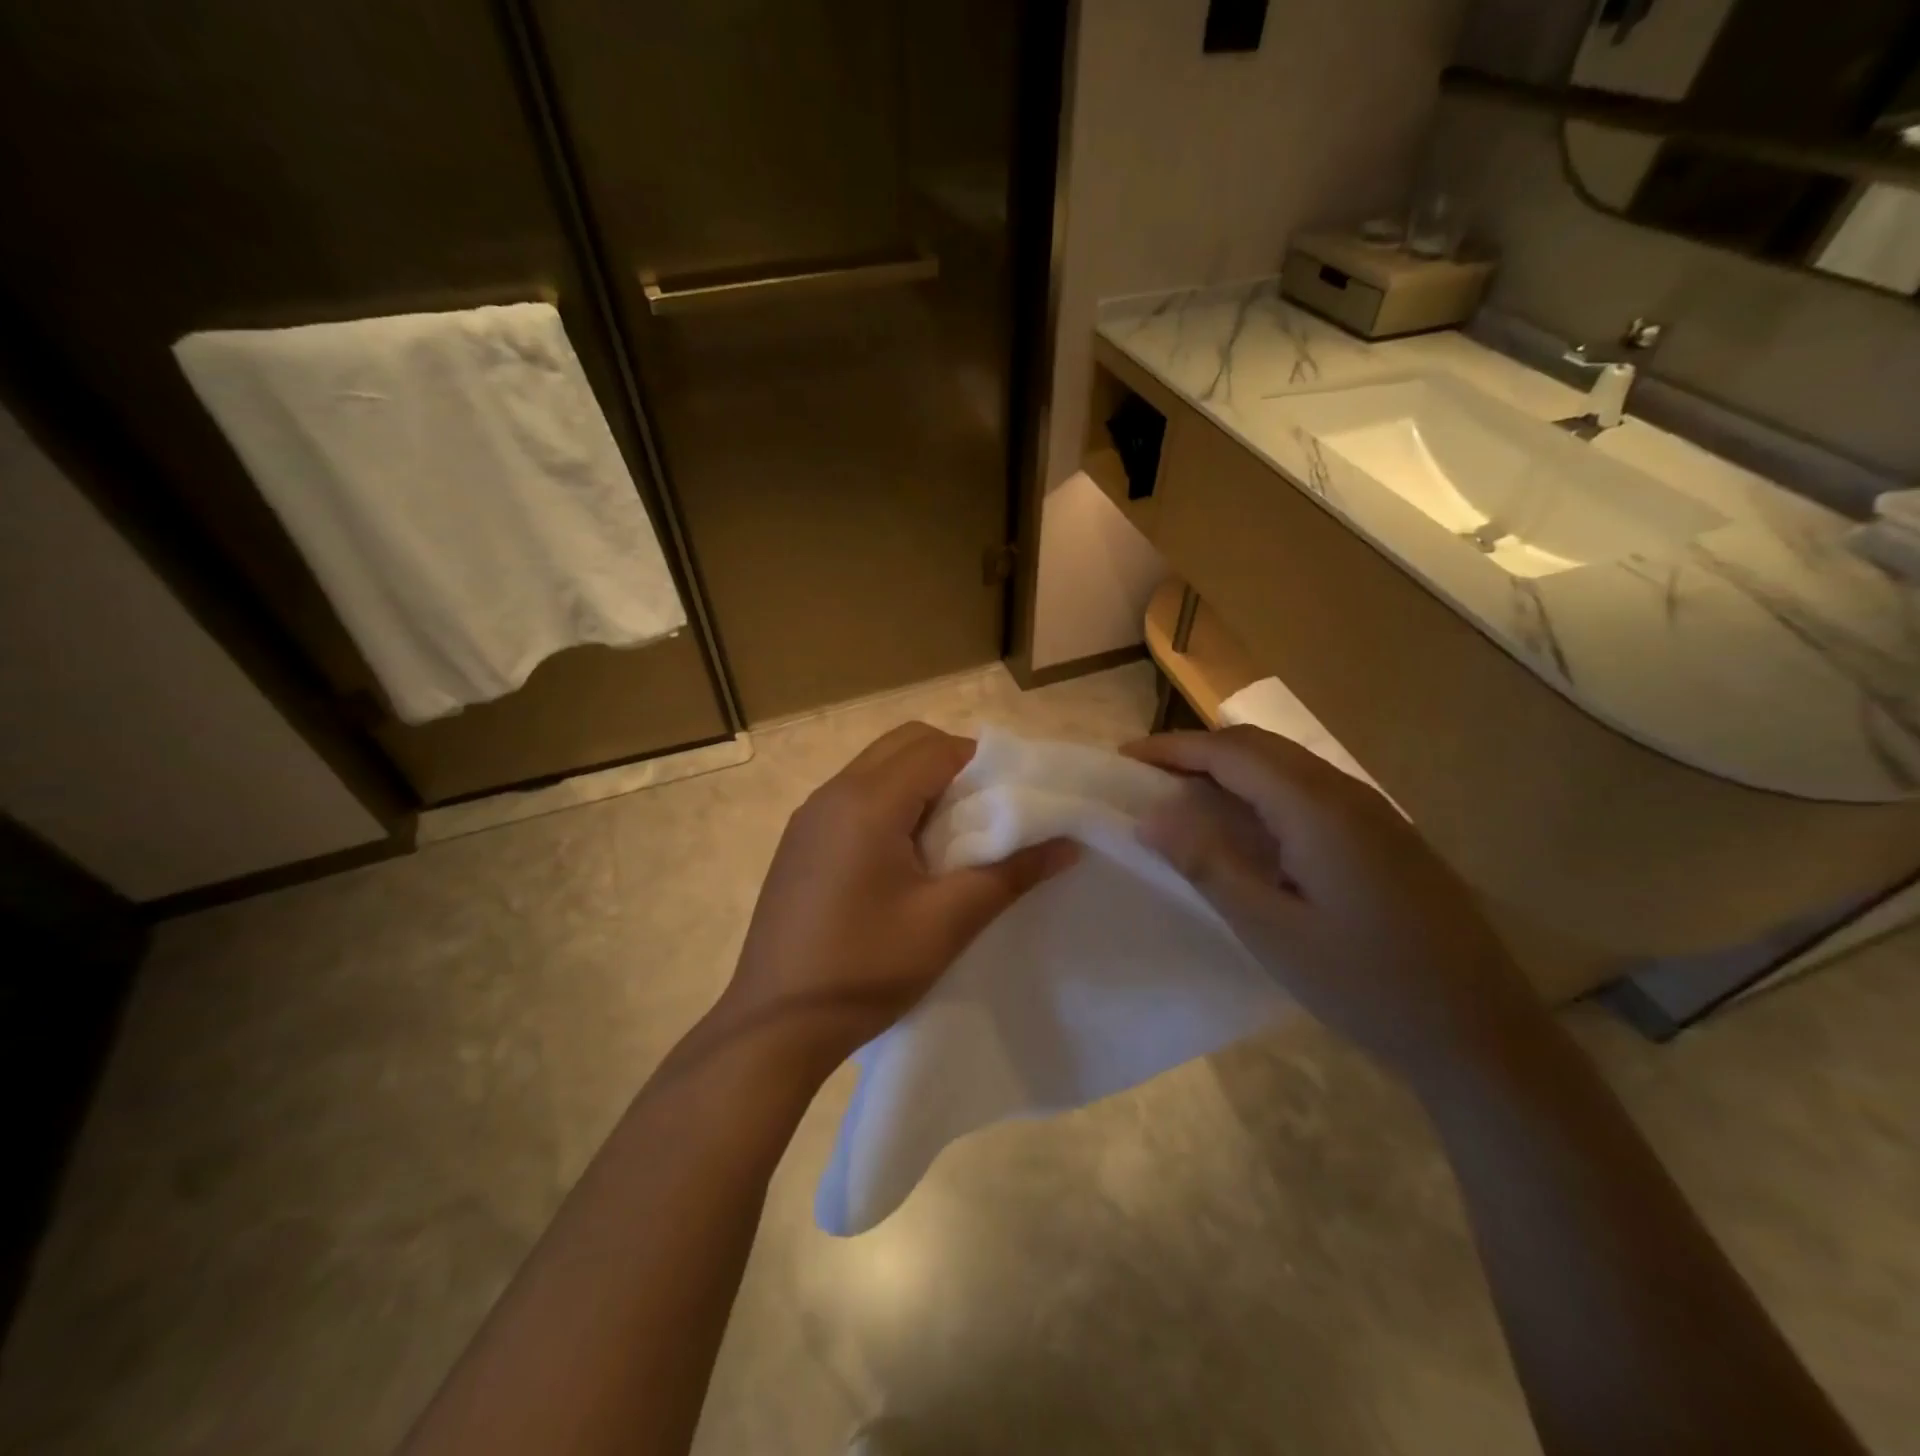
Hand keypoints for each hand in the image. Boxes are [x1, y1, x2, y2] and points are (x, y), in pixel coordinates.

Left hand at [719, 722, 1075, 1077]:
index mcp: (868, 802)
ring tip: (947, 837)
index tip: (1012, 797)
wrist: (775, 1025)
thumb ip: (1010, 873)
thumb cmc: (866, 969)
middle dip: (951, 763)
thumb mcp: (948, 922)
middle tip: (982, 813)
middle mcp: (833, 792)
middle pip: (904, 744)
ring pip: (876, 767)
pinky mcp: (799, 840)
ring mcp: (809, 815)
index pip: (936, 748)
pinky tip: (902, 858)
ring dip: (918, 783)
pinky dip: (888, 802)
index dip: (982, 763)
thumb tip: (1068, 845)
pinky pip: (853, 795)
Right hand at [1125, 727, 1542, 1082]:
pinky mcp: (1384, 835)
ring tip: (1183, 796)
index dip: (1172, 748)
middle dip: (1197, 751)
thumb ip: (1208, 865)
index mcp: (1317, 808)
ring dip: (1230, 768)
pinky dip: (1261, 790)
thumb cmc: (1365, 984)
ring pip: (1286, 765)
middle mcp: (1346, 793)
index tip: (1124, 757)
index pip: (1231, 752)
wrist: (1482, 1033)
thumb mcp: (1271, 930)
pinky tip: (1247, 828)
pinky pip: (1308, 790)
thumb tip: (1149, 817)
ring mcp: (1373, 812)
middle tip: (1146, 776)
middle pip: (1259, 746)